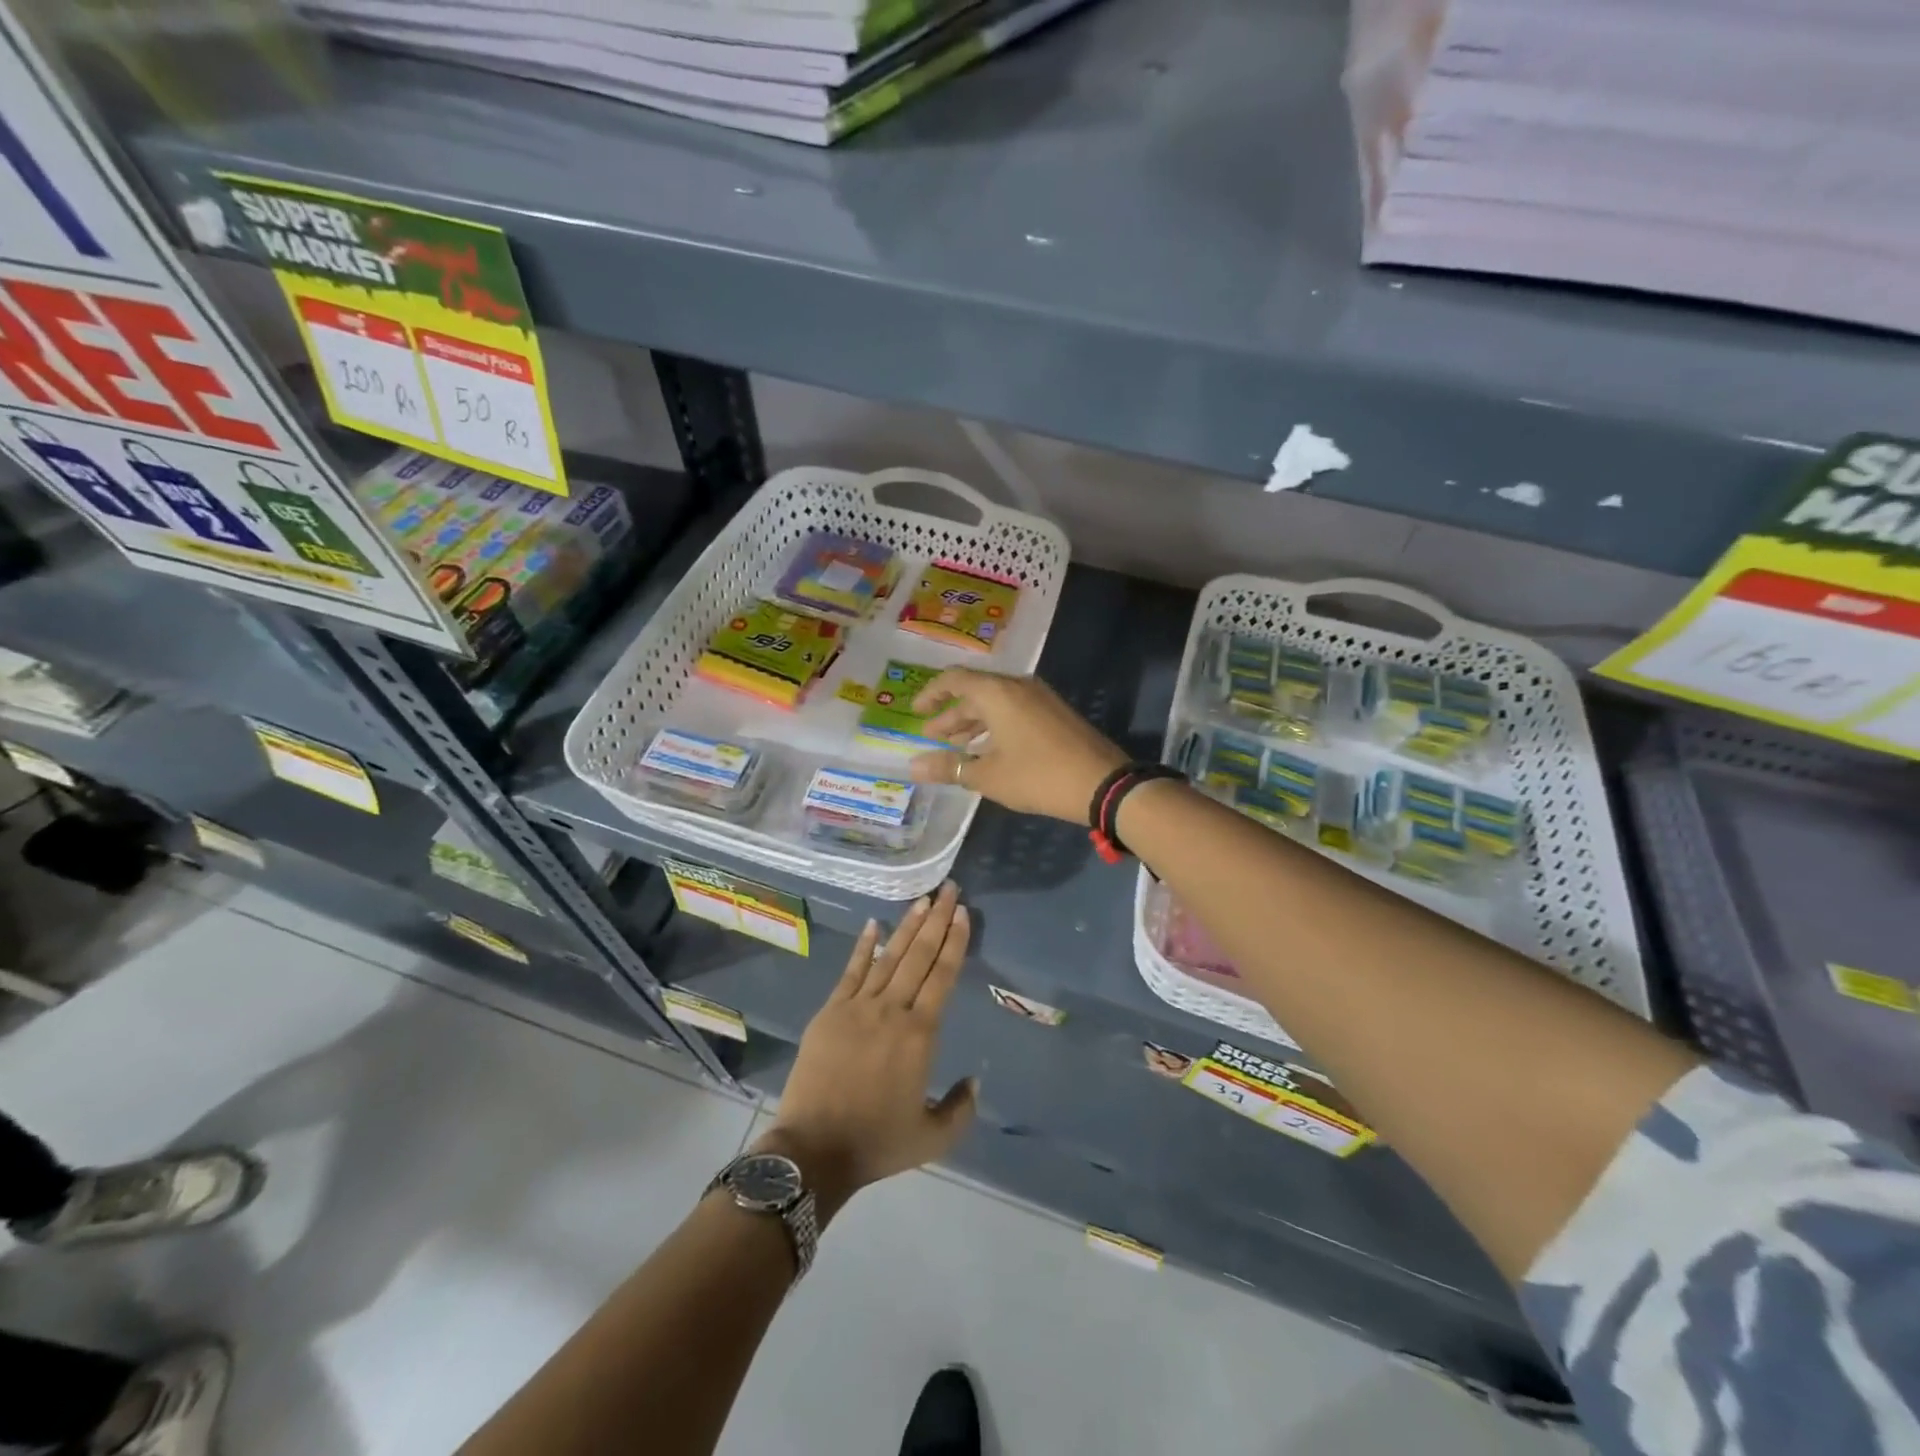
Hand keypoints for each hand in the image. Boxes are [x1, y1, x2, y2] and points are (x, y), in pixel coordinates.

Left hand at [762, 883, 975, 1219]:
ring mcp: (858, 1007)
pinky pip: (851, 972)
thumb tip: (974, 1081)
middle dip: (937, 919)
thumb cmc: (876, 1143)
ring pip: (889, 957)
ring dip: (907, 927)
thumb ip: (960, 1109)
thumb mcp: (932, 1138)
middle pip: (919, 955)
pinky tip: (874, 925)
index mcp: (920, 1034)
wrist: (814, 1150)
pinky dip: (864, 947)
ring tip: (921, 900)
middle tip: (949, 889)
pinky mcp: (831, 1012)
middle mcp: (892, 1010)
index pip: (942, 975)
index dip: (954, 941)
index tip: (962, 912)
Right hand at [906, 668, 1126, 823]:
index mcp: (998, 693)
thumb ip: (949, 768)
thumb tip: (913, 767)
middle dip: (951, 715)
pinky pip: (1015, 711)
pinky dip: (995, 727)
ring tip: (957, 748)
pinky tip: (990, 751)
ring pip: (996, 704)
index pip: (954, 680)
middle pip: (975, 693)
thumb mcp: (988, 776)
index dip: (931, 694)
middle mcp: (1018, 687)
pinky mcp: (1055, 713)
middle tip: (932, 737)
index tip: (915, 712)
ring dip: (974, 723)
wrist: (1102, 783)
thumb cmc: (1038, 776)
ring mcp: (1040, 698)